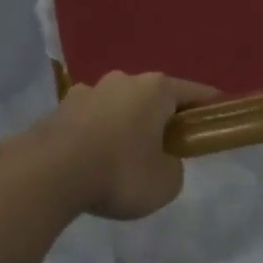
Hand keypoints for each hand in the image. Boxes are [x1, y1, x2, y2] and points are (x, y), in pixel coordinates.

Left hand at [38, 72, 217, 219]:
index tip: (215, 121)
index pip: (194, 93)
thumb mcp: (166, 182)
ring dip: (126, 125)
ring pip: (119, 107)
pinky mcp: (60, 108)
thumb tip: (160, 160)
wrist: (48, 174)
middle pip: (153, 97)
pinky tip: (93, 161)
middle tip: (166, 148)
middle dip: (161, 118)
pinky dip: (97, 135)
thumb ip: (173, 167)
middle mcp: (123, 80)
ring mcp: (88, 91)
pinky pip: (90, 120)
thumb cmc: (119, 172)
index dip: (209, 108)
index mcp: (156, 89)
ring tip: (123, 159)